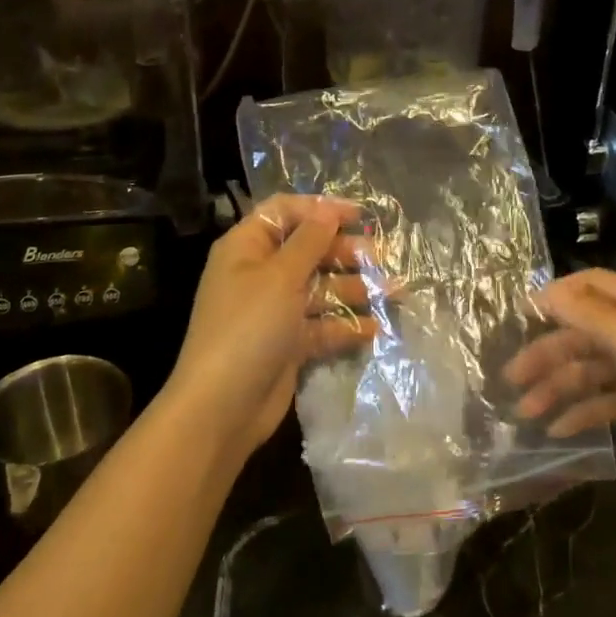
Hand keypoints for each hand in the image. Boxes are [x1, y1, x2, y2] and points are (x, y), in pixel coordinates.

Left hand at [165, 195, 377, 455]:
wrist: (222, 407)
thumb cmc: (248, 327)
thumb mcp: (280, 276)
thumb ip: (310, 241)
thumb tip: (329, 211)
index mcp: (247, 247)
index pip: (285, 212)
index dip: (321, 209)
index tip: (360, 215)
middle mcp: (260, 274)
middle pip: (308, 250)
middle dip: (345, 252)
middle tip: (380, 259)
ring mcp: (274, 311)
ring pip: (320, 289)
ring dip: (354, 289)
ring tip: (393, 293)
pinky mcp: (288, 344)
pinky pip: (322, 325)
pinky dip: (346, 326)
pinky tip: (376, 329)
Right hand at [505, 268, 615, 509]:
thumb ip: (592, 317)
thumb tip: (547, 291)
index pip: (594, 285)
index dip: (557, 295)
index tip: (520, 314)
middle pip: (585, 332)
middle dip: (548, 353)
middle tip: (512, 378)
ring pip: (590, 369)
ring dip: (558, 387)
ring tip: (526, 412)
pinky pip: (604, 399)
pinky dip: (581, 411)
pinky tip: (558, 431)